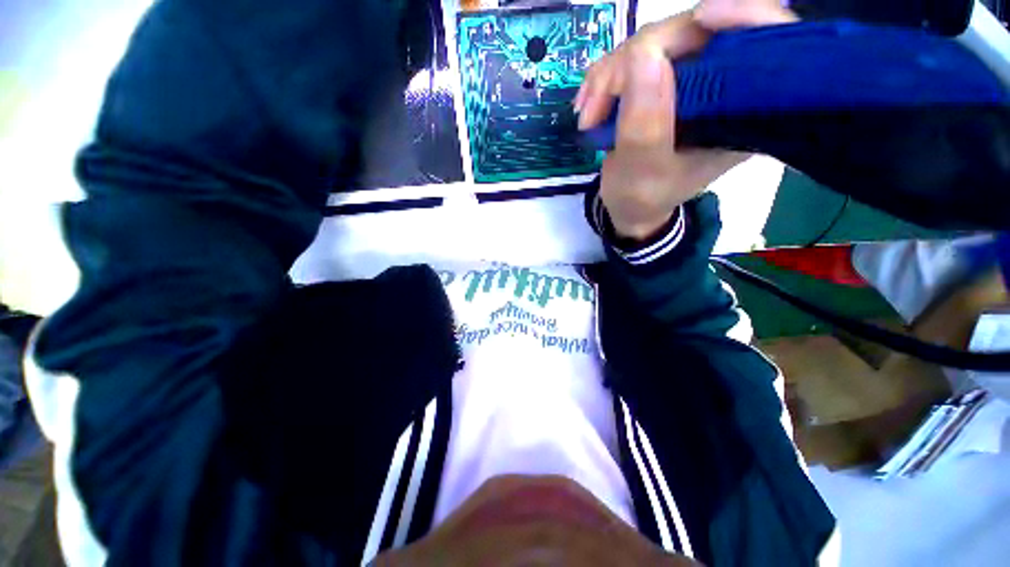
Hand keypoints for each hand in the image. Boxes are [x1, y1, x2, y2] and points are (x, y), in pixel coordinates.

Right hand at [573, 4, 794, 241]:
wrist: (628, 205)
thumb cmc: (642, 198)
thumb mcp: (643, 174)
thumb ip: (645, 127)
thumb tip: (643, 57)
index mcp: (743, 113)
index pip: (768, 41)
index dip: (742, 15)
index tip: (700, 18)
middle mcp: (722, 87)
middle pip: (695, 32)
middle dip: (637, 59)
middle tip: (597, 103)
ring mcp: (690, 81)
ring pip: (656, 42)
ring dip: (610, 75)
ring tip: (587, 117)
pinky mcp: (663, 81)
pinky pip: (633, 58)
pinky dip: (604, 79)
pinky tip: (588, 107)